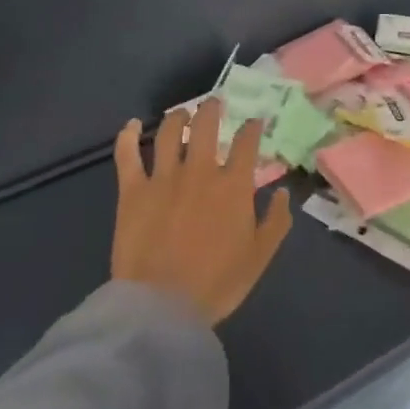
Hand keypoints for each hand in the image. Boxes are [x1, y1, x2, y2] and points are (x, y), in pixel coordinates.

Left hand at [111, 100, 293, 325]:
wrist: (162, 305)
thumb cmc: (217, 283)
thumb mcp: (260, 257)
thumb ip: (276, 221)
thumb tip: (283, 192)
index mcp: (232, 185)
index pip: (246, 142)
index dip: (252, 127)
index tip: (255, 121)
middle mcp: (199, 170)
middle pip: (205, 124)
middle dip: (212, 108)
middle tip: (215, 103)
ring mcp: (162, 176)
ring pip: (168, 131)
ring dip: (177, 117)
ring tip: (181, 113)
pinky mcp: (132, 189)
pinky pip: (126, 154)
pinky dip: (126, 135)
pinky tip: (130, 124)